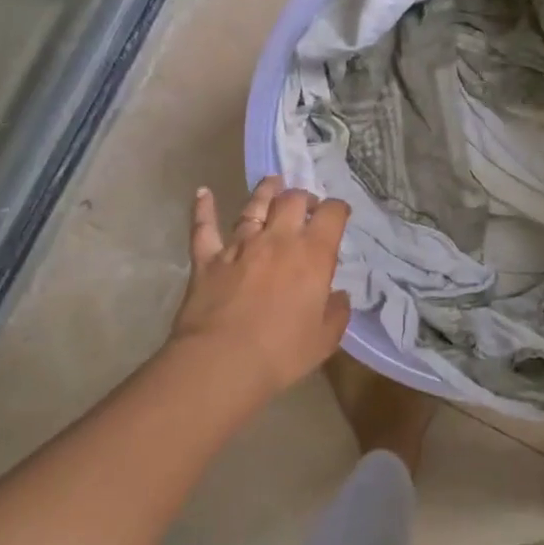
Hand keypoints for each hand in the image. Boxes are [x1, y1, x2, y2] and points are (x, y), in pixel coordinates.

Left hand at [168, 177, 351, 398]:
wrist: (222, 361)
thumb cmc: (282, 352)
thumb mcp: (325, 338)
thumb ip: (337, 312)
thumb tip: (339, 296)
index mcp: (313, 254)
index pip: (331, 215)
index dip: (338, 209)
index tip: (340, 213)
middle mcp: (278, 239)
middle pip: (292, 200)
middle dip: (303, 197)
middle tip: (306, 204)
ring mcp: (239, 245)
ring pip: (254, 206)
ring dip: (265, 192)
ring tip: (272, 182)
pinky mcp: (207, 258)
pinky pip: (204, 227)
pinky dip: (203, 208)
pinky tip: (203, 192)